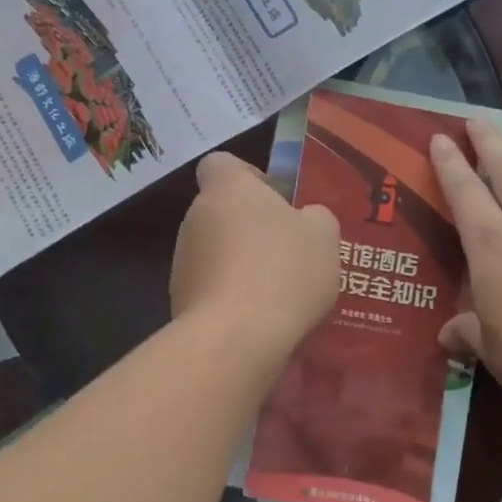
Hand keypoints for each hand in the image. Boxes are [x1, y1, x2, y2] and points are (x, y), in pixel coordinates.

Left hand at [171, 152, 340, 355]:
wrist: (236, 338)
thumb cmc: (283, 271)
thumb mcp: (323, 235)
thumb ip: (314, 217)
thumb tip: (305, 218)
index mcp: (227, 188)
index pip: (220, 164)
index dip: (246, 176)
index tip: (274, 199)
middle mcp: (195, 217)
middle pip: (220, 210)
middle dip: (248, 227)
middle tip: (286, 251)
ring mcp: (182, 260)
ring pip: (214, 251)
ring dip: (238, 263)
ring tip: (276, 292)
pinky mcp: (178, 299)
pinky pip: (210, 287)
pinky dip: (229, 296)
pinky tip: (258, 318)